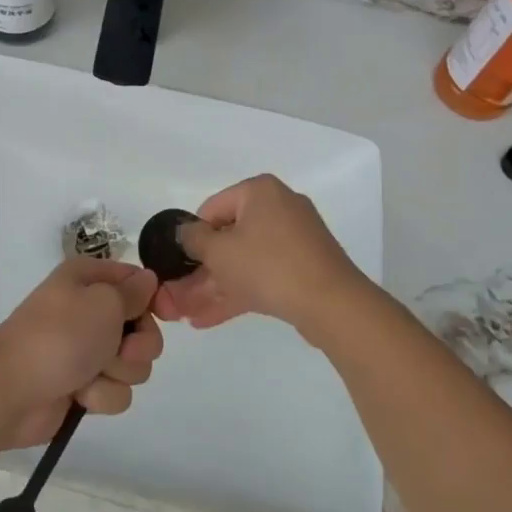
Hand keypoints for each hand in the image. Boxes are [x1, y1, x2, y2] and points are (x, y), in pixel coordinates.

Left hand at [0, 257, 163, 447]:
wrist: (11, 390)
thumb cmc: (60, 335)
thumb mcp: (103, 302)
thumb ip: (133, 292)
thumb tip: (148, 279)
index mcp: (89, 279)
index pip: (137, 281)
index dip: (154, 298)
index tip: (163, 314)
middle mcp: (89, 310)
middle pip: (142, 327)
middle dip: (138, 344)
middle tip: (119, 350)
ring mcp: (86, 350)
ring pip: (133, 364)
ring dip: (118, 372)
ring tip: (91, 373)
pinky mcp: (84, 386)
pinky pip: (115, 391)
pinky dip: (102, 395)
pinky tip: (80, 394)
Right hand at [154, 174, 369, 334]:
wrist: (332, 304)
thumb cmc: (268, 266)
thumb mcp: (220, 252)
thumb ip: (194, 239)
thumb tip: (185, 232)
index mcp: (260, 191)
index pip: (212, 208)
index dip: (192, 237)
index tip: (180, 264)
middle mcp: (279, 207)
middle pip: (229, 237)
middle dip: (202, 270)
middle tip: (179, 294)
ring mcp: (295, 239)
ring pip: (245, 260)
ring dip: (215, 286)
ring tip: (187, 313)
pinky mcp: (304, 267)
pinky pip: (264, 274)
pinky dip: (239, 291)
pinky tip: (209, 319)